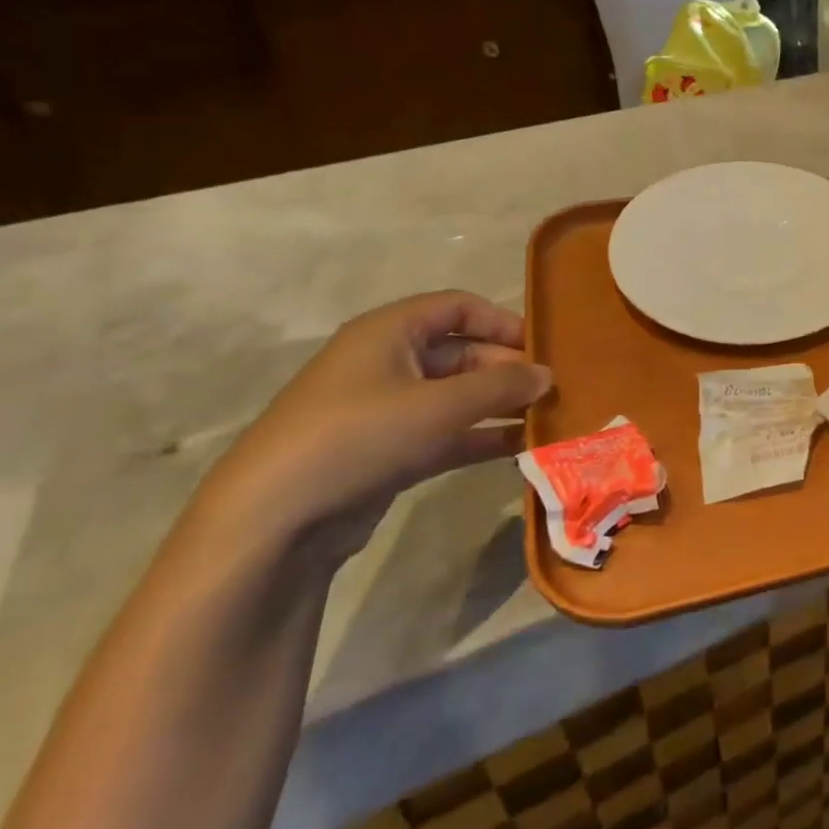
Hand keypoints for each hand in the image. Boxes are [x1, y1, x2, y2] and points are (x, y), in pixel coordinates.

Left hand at [196, 291, 552, 561]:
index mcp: (390, 332)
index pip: (459, 307)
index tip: (544, 347)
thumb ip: (502, 386)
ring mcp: (388, 410)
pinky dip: (482, 436)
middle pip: (463, 352)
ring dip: (501, 405)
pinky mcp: (390, 451)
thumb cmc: (360, 436)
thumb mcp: (439, 405)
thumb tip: (548, 375)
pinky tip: (521, 447)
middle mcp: (389, 362)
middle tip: (553, 392)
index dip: (503, 321)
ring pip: (458, 396)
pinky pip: (448, 433)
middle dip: (509, 369)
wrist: (275, 521)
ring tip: (548, 418)